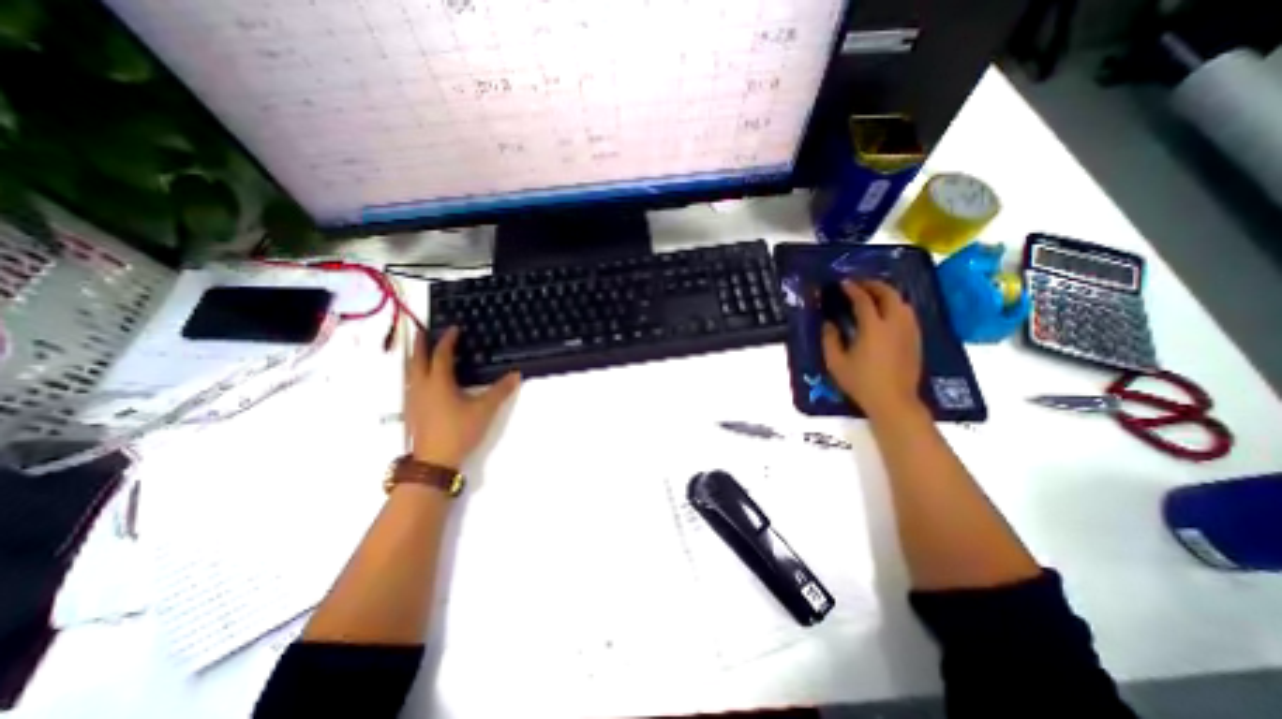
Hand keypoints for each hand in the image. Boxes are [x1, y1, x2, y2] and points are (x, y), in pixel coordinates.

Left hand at [402, 330, 518, 467]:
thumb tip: (516, 374)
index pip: (442, 355)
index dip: (447, 340)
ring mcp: (413, 400)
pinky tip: (422, 381)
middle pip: (417, 360)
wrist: (434, 461)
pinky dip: (415, 374)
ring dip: (414, 359)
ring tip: (419, 352)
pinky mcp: (412, 411)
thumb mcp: (485, 409)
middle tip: (422, 331)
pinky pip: (411, 384)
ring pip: (410, 373)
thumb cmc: (459, 430)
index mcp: (439, 382)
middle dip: (420, 344)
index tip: (453, 328)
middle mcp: (422, 387)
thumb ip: (501, 391)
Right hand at [822, 278, 922, 418]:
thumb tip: (828, 323)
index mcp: (873, 328)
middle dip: (874, 285)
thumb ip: (829, 339)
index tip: (843, 283)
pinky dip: (897, 306)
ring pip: (902, 302)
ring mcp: (909, 331)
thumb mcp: (835, 363)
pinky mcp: (916, 339)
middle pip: (889, 294)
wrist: (893, 401)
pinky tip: (888, 313)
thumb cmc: (861, 382)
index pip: (864, 300)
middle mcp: (894, 324)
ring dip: (888, 294)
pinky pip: (908, 314)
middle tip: (860, 284)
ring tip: (874, 295)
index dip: (853, 289)